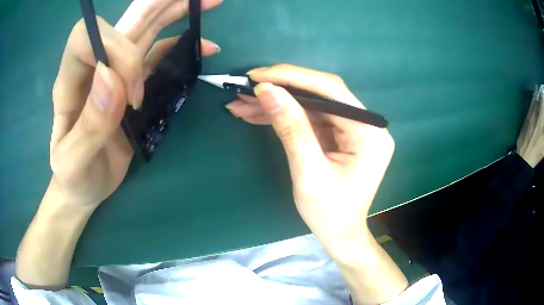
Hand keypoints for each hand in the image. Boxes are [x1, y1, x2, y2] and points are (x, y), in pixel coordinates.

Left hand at [49, 0, 221, 207]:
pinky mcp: (133, 86)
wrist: (81, 186)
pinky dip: (182, 46)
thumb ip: (89, 125)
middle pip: (124, 22)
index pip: (90, 38)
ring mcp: (115, 74)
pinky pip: (159, 56)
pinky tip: (204, 45)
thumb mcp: (73, 162)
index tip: (132, 93)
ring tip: (208, 3)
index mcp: (70, 82)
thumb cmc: (73, 178)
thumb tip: (114, 81)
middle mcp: (93, 68)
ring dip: (176, 13)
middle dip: (158, 4)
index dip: (116, 53)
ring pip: (146, 31)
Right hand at [226, 65, 394, 253]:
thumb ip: (291, 128)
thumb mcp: (308, 173)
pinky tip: (257, 115)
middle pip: (320, 94)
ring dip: (276, 103)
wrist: (340, 235)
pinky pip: (310, 118)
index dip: (293, 77)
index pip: (331, 91)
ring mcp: (353, 129)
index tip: (257, 75)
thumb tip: (266, 90)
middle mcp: (366, 124)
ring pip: (310, 104)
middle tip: (244, 88)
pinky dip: (284, 116)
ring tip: (242, 103)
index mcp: (369, 132)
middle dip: (280, 90)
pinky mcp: (340, 135)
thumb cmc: (330, 214)